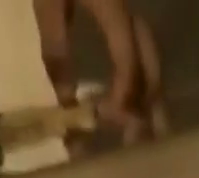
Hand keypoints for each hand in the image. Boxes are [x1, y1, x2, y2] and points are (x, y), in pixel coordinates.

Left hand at [33, 0, 164, 139]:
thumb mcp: (48, 1)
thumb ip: (57, 51)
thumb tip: (67, 105)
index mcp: (113, 7)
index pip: (129, 62)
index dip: (123, 96)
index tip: (109, 122)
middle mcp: (131, 11)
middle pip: (150, 65)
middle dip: (147, 107)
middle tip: (137, 144)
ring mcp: (130, 9)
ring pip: (149, 61)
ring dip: (147, 100)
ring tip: (140, 133)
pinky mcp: (122, 12)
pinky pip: (138, 53)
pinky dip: (138, 82)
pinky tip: (129, 104)